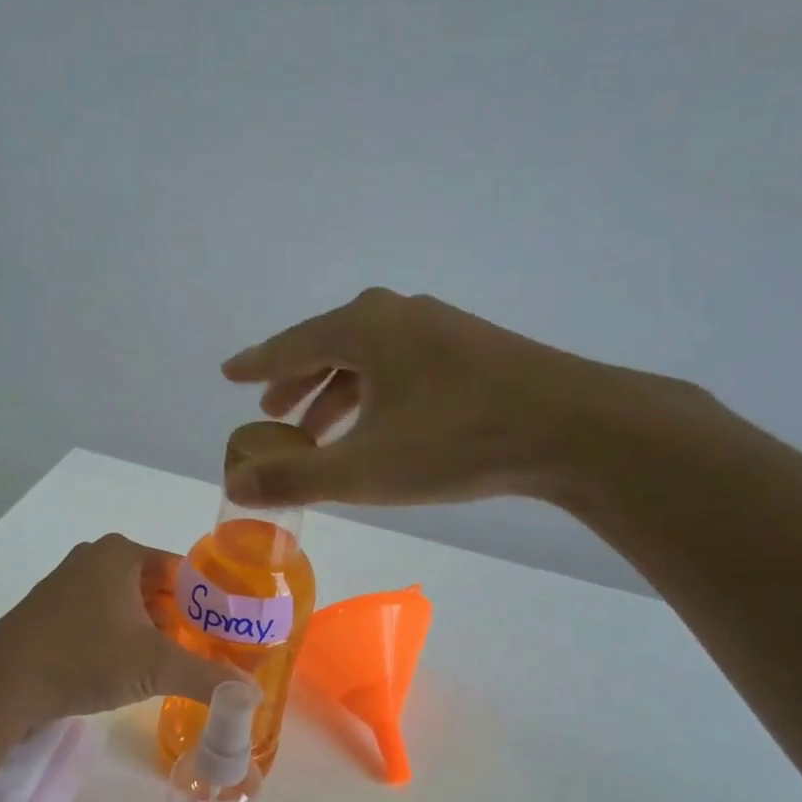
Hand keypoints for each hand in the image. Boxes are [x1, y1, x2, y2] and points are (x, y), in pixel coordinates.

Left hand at [0, 533, 249, 720]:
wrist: (1, 684)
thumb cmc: (84, 658)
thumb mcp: (155, 667)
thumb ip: (207, 676)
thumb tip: (251, 693)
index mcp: (122, 554)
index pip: (184, 571)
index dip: (210, 602)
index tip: (230, 632)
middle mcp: (95, 559)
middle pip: (157, 589)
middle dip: (182, 621)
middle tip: (209, 652)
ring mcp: (69, 585)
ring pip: (129, 606)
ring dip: (153, 633)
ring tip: (177, 665)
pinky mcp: (52, 613)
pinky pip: (103, 620)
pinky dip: (123, 640)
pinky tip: (134, 671)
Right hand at [221, 288, 711, 515]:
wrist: (571, 429)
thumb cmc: (455, 442)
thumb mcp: (364, 469)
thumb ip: (294, 478)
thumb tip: (233, 485)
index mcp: (365, 326)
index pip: (293, 343)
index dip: (257, 364)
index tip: (229, 374)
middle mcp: (399, 315)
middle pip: (330, 346)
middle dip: (297, 382)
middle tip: (272, 410)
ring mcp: (440, 329)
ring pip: (369, 360)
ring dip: (337, 394)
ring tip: (318, 431)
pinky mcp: (472, 352)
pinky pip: (401, 368)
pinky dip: (374, 395)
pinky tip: (379, 426)